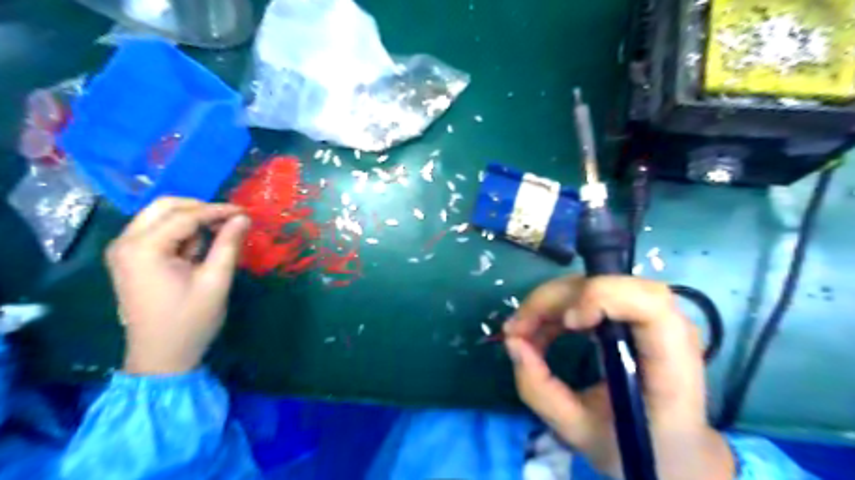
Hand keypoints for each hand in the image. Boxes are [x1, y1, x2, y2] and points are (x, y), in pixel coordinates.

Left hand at [104, 197, 249, 374]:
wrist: (161, 357)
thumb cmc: (190, 321)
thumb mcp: (216, 281)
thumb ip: (228, 245)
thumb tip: (243, 218)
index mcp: (144, 248)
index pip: (185, 215)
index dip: (218, 210)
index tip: (246, 211)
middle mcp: (126, 243)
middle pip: (164, 206)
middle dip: (200, 208)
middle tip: (230, 219)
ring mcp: (124, 251)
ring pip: (160, 216)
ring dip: (191, 220)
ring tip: (218, 236)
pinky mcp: (130, 259)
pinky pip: (157, 232)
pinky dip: (181, 233)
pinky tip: (199, 249)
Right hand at [506, 275, 734, 478]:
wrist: (672, 448)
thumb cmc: (634, 446)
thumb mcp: (578, 431)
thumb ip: (540, 390)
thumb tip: (512, 342)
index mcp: (670, 366)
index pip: (650, 304)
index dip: (603, 298)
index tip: (567, 324)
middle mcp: (668, 329)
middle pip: (608, 284)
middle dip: (553, 300)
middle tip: (517, 329)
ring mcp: (651, 316)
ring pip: (592, 283)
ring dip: (549, 302)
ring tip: (522, 331)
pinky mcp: (632, 313)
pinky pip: (587, 294)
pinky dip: (556, 307)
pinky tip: (539, 329)